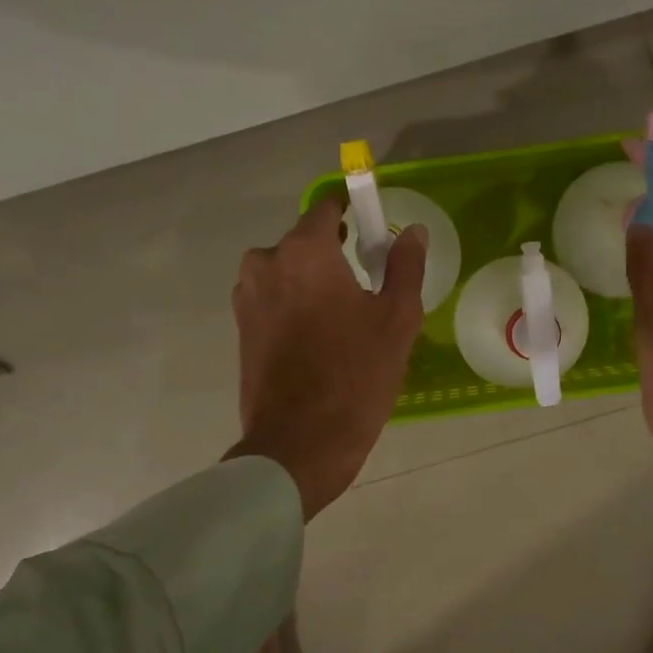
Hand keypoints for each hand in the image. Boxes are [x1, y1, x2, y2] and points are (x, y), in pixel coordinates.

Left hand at [227, 195, 426, 519]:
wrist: (299, 445)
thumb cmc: (355, 376)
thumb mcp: (397, 319)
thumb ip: (405, 266)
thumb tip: (411, 231)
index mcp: (303, 252)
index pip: (326, 208)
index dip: (353, 211)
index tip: (373, 230)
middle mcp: (266, 263)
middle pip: (304, 241)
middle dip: (333, 252)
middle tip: (367, 283)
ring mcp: (247, 298)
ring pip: (286, 271)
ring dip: (312, 280)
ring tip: (344, 315)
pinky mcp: (241, 329)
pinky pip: (273, 298)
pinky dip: (295, 304)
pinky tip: (321, 337)